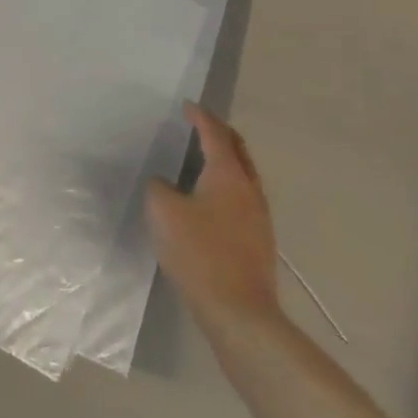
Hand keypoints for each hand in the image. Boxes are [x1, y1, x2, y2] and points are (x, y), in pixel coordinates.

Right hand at [145, 105, 280, 330]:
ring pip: (244, 174)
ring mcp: (258, 215)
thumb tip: (165, 184)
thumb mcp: (163, 212)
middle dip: (220, 133)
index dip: (200, 117)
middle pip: (238, 150)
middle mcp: (249, 189)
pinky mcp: (258, 239)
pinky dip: (227, 183)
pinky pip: (242, 196)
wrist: (239, 311)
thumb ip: (159, 187)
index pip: (215, 134)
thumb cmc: (199, 253)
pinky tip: (210, 197)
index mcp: (228, 175)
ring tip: (204, 157)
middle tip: (200, 125)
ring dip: (226, 159)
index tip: (187, 106)